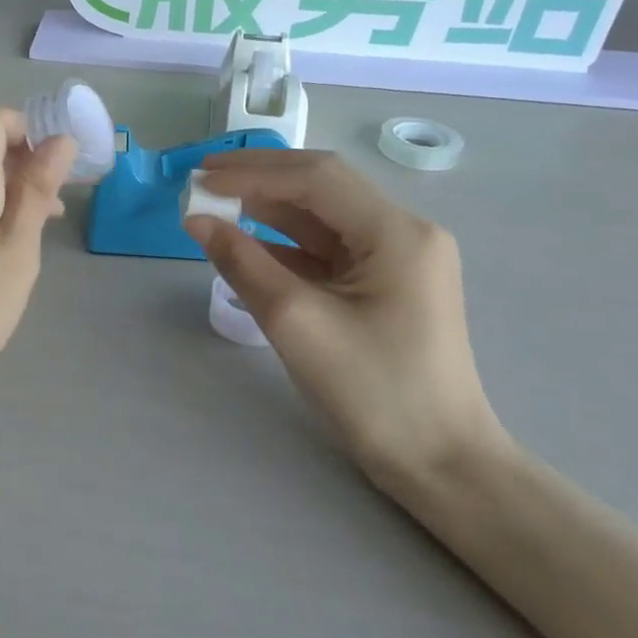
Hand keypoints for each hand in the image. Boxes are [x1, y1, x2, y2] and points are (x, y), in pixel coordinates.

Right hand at [185, 150, 505, 497]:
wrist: (440, 464)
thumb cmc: (373, 392)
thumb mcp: (296, 322)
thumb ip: (242, 262)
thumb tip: (196, 219)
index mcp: (396, 232)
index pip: (315, 179)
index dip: (253, 172)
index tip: (199, 177)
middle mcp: (403, 232)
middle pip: (322, 186)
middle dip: (260, 179)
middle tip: (203, 178)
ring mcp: (397, 258)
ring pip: (322, 216)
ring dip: (269, 208)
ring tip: (216, 204)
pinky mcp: (385, 284)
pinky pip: (327, 248)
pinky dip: (284, 241)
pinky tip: (247, 242)